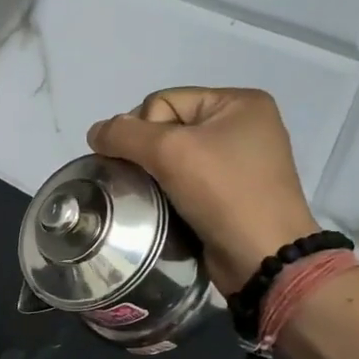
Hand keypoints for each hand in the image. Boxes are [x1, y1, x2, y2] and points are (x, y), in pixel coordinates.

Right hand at [88, 87, 318, 292]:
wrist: (263, 257)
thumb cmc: (223, 193)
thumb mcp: (170, 152)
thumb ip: (124, 134)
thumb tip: (95, 132)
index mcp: (239, 102)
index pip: (164, 101)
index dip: (143, 129)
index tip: (148, 162)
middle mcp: (243, 126)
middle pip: (167, 127)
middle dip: (148, 152)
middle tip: (147, 180)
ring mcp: (240, 161)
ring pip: (174, 156)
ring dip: (155, 174)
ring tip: (152, 196)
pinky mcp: (232, 192)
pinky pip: (187, 180)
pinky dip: (170, 191)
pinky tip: (166, 206)